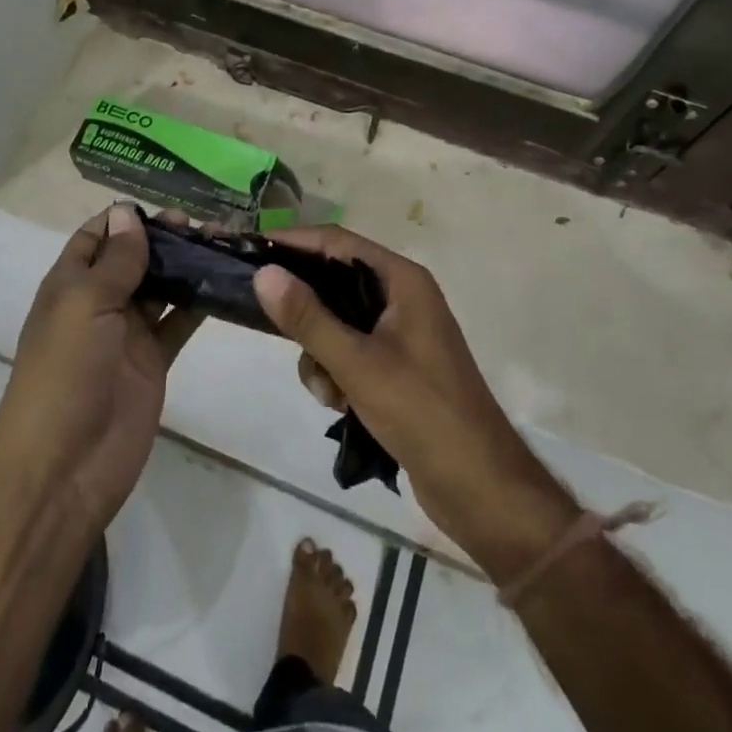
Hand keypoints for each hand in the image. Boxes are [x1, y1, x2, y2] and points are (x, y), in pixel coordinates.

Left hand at [0, 205, 201, 530]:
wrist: (64, 467)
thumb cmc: (65, 372)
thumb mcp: (85, 304)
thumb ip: (115, 261)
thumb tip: (128, 213)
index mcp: (71, 283)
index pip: (97, 236)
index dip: (126, 218)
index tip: (166, 206)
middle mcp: (99, 302)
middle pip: (134, 258)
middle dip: (165, 238)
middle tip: (205, 225)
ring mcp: (128, 333)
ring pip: (161, 287)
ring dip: (186, 266)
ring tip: (222, 245)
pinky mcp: (153, 361)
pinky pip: (178, 322)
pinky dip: (199, 303)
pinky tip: (226, 283)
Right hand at [252, 227, 578, 581]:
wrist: (481, 489)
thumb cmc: (423, 413)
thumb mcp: (358, 364)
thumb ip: (308, 318)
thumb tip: (264, 273)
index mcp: (402, 280)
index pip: (337, 242)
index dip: (292, 242)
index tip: (250, 248)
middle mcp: (402, 297)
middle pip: (335, 280)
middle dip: (303, 305)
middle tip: (262, 315)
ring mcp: (401, 333)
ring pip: (337, 321)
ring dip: (319, 349)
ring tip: (326, 388)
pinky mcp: (397, 366)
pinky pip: (349, 351)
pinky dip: (336, 371)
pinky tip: (339, 404)